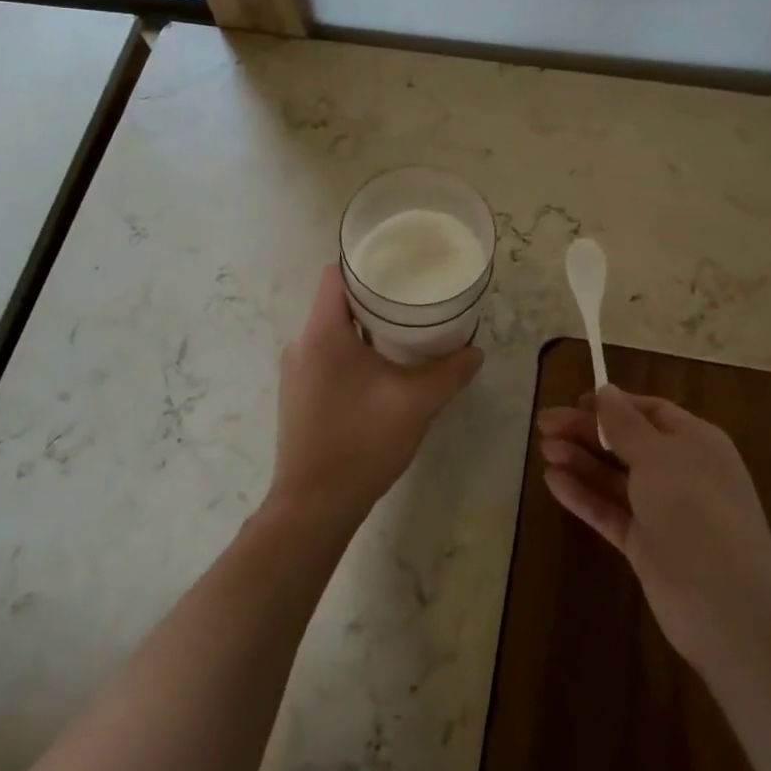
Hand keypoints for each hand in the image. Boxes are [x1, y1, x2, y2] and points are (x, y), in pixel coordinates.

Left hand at [272, 266, 483, 527]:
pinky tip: (381, 371)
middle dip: (374, 298)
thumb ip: (449, 372)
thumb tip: (475, 352)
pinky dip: (352, 353)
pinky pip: (325, 356)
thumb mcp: (416, 404)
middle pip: (336, 302)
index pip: (335, 275)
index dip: (365, 264)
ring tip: (404, 334)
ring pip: (331, 332)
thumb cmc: (362, 443)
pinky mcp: (297, 395)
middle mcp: (301, 344)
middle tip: (414, 300)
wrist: (314, 506)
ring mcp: (296, 372)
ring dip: (364, 329)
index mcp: (323, 333)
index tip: (400, 267)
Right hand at [538, 386, 770, 672]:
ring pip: (615, 477)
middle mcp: (682, 473)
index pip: (650, 412)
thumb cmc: (695, 512)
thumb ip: (625, 424)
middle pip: (627, 443)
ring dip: (581, 460)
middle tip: (544, 424)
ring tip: (544, 449)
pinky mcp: (645, 545)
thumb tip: (606, 391)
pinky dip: (583, 495)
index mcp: (696, 443)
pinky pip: (609, 511)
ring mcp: (663, 512)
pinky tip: (553, 481)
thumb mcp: (658, 457)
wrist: (726, 607)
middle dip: (587, 431)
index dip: (613, 404)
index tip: (574, 401)